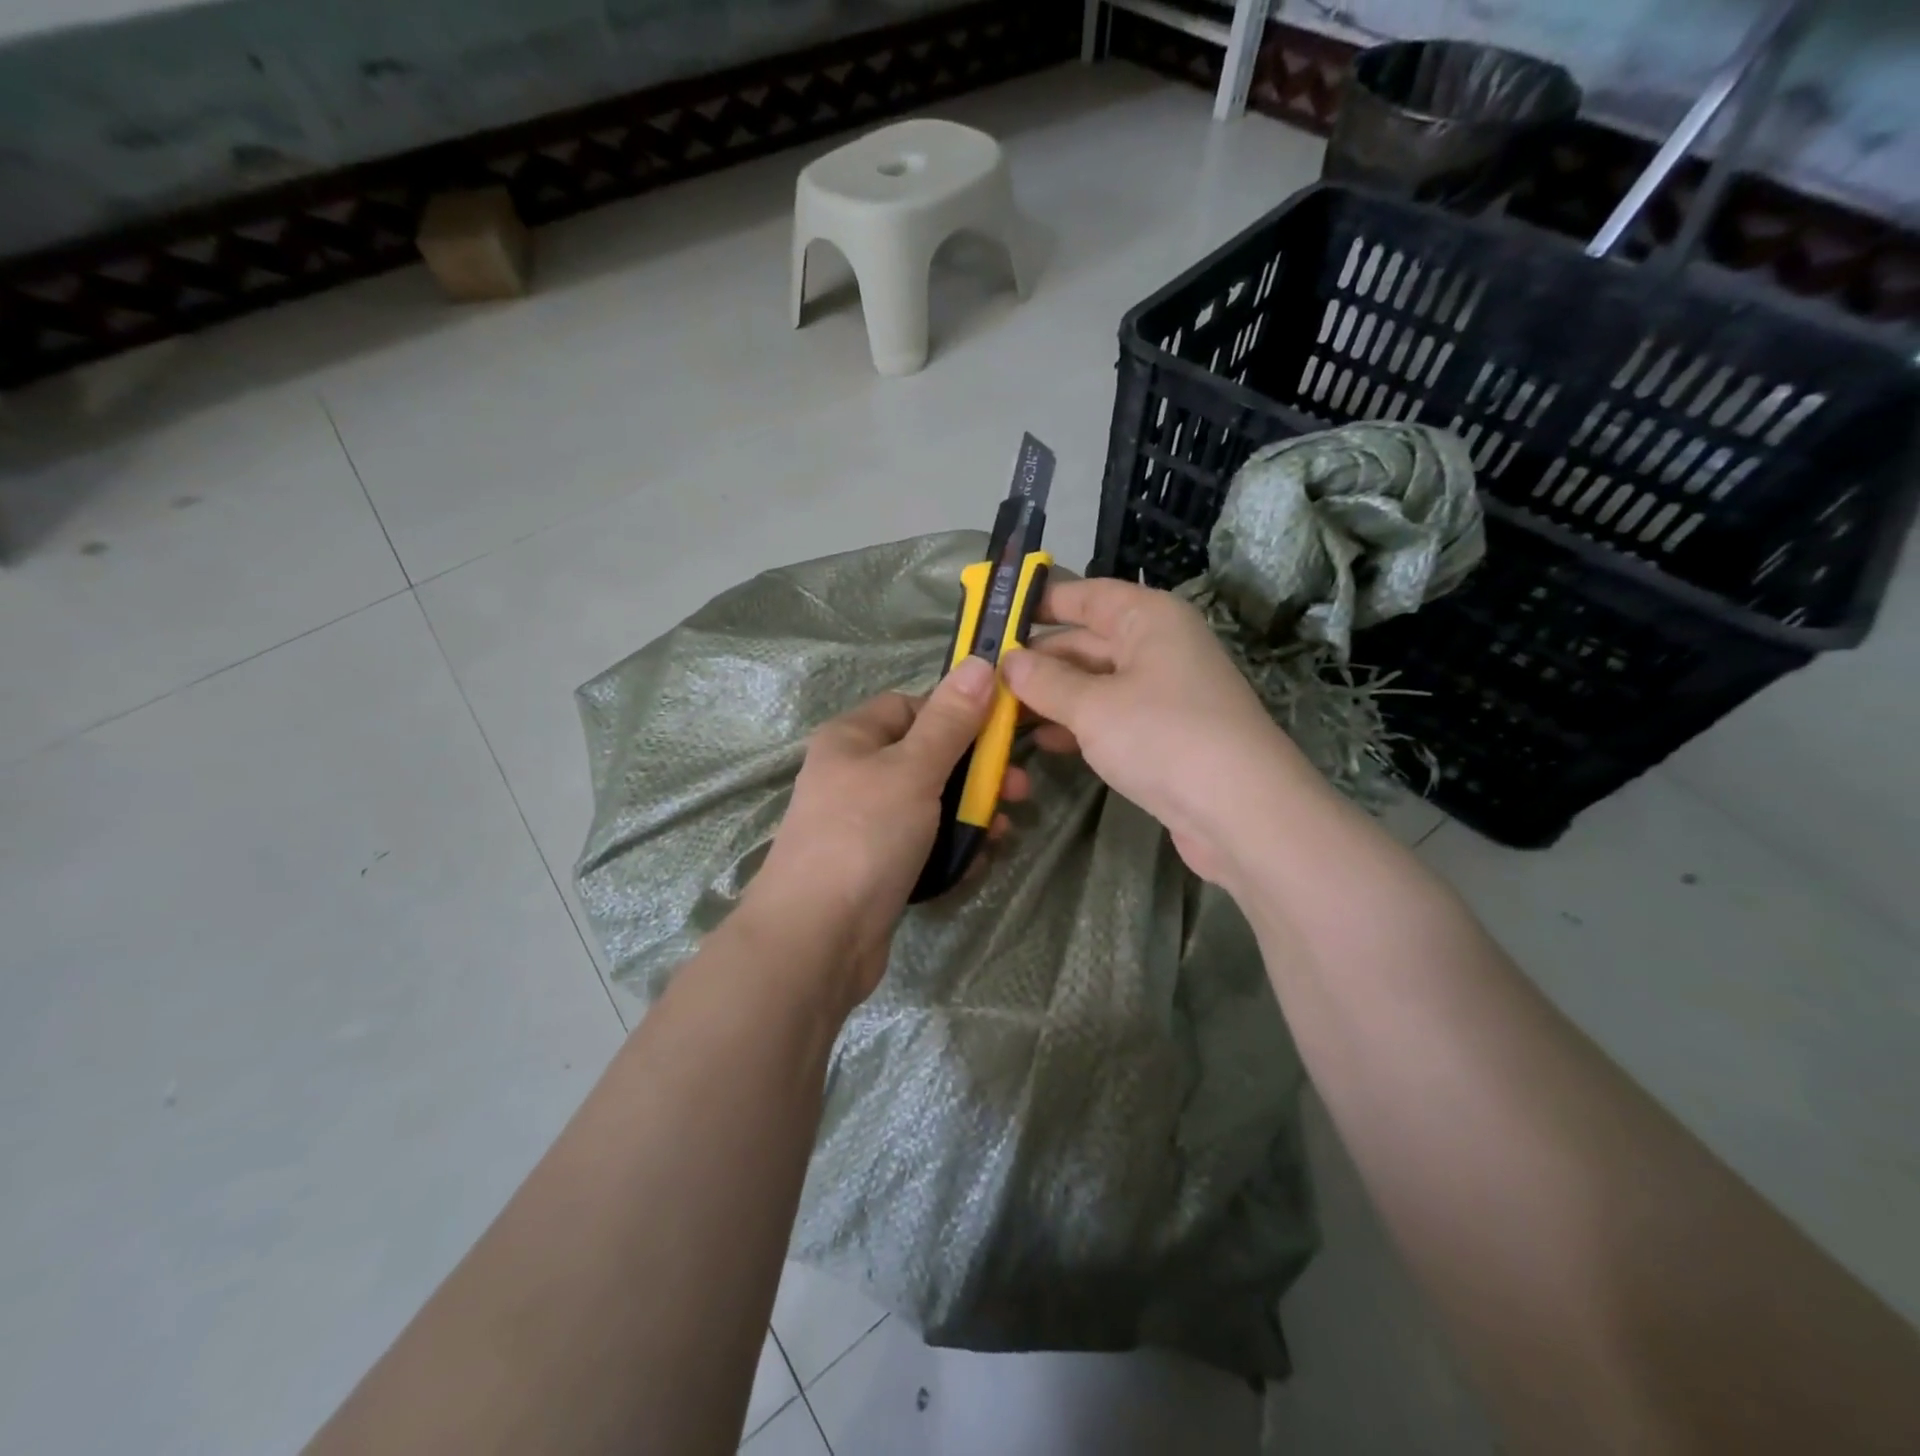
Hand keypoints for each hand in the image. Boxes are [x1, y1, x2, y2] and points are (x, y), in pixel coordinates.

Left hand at [745, 655, 1029, 1008]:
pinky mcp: (879, 866)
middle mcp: (856, 775)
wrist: (817, 939)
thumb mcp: (913, 770)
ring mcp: (866, 824)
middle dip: (976, 774)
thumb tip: (978, 661)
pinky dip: (952, 850)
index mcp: (853, 738)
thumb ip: (950, 721)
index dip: (956, 714)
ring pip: (933, 805)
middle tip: (1020, 790)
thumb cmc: (864, 836)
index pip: (911, 706)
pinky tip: (975, 864)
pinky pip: (925, 844)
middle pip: (929, 758)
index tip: (999, 734)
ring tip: (1000, 834)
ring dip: (972, 815)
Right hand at [1002, 578, 1317, 887]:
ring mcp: (1164, 692)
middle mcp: (1159, 646)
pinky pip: (1110, 717)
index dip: (1040, 602)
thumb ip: (1044, 681)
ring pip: (1095, 683)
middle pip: (1086, 641)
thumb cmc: (1163, 736)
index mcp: (1149, 618)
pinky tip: (1042, 742)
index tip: (993, 616)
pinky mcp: (1165, 734)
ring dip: (1051, 697)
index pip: (1086, 595)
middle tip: (984, 677)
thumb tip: (1007, 662)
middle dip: (1037, 660)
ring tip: (1000, 712)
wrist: (1242, 812)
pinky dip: (1077, 725)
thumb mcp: (1093, 706)